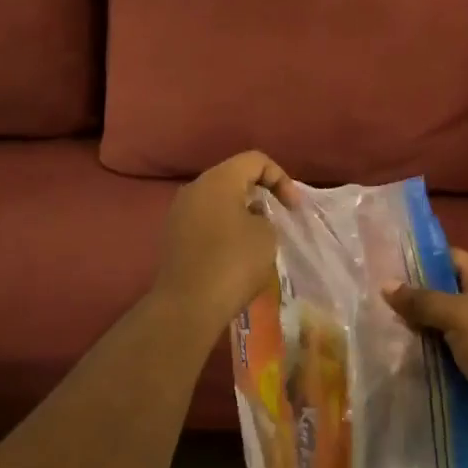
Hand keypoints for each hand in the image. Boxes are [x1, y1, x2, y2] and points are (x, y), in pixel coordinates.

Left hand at [151, 152, 292, 336]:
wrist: (187, 306)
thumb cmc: (233, 263)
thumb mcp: (266, 235)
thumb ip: (265, 216)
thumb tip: (250, 217)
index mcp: (218, 179)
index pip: (255, 160)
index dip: (281, 178)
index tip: (293, 208)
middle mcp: (194, 188)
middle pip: (234, 177)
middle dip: (260, 193)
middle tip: (279, 216)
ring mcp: (179, 212)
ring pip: (218, 200)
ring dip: (242, 212)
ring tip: (260, 236)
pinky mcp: (173, 236)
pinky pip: (205, 220)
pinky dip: (224, 227)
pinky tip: (236, 252)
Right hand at [384, 249, 467, 450]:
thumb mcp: (462, 314)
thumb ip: (423, 300)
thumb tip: (386, 284)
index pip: (448, 259)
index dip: (418, 257)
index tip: (381, 257)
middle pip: (436, 297)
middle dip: (405, 298)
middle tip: (364, 294)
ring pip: (431, 332)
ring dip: (406, 333)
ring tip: (364, 325)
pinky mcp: (465, 376)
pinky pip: (434, 363)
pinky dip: (414, 362)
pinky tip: (381, 357)